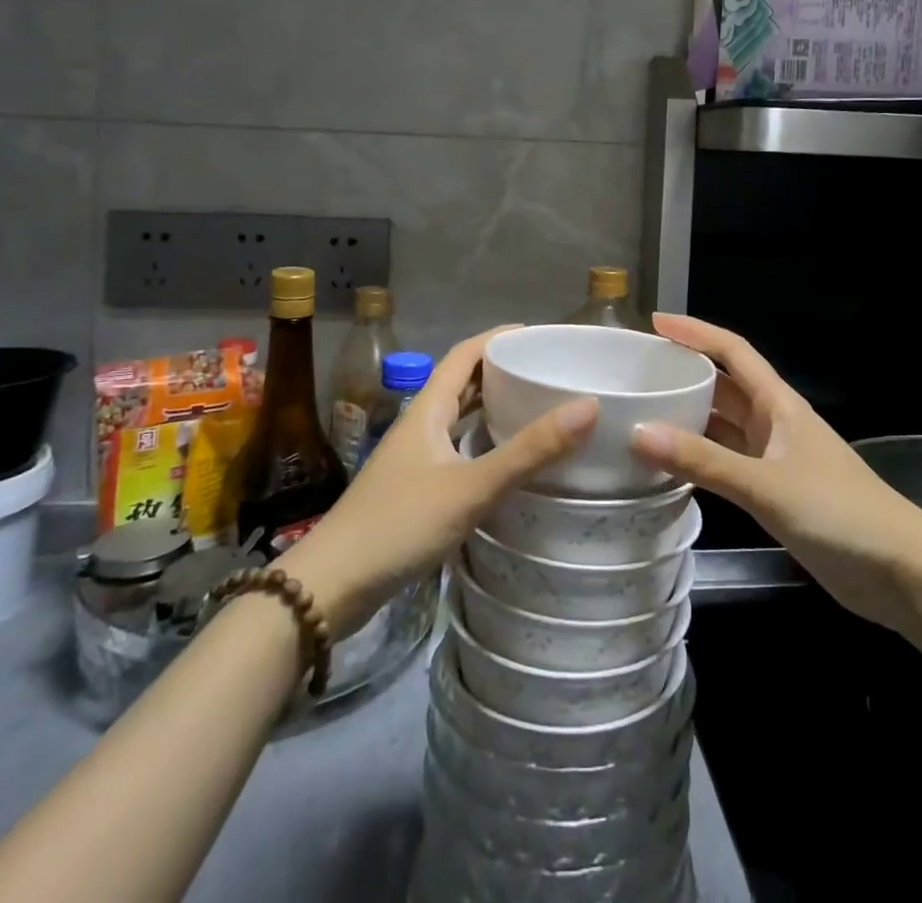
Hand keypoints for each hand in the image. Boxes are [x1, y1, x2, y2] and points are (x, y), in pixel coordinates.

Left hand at [281, 327, 595, 637]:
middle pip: (463, 381)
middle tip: (548, 371)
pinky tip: (506, 459)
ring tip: (537, 407)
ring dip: (493, 405)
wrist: (332, 586)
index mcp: (428, 408)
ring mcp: (415, 457)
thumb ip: (529, 451)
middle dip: (502, 370)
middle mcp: (421, 424)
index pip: (466, 353)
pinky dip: (483, 441)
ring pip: (459, 416)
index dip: (500, 337)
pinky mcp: (415, 487)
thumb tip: (588, 406)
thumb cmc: (400, 524)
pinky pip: (457, 447)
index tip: (541, 335)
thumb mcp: (471, 486)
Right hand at [629, 313, 921, 632]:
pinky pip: (727, 462)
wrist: (902, 572)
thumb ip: (704, 461)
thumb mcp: (766, 485)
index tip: (655, 324)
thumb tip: (638, 432)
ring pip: (723, 426)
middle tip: (636, 372)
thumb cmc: (839, 513)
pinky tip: (670, 466)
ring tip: (641, 413)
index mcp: (778, 404)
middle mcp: (774, 423)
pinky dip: (700, 458)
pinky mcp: (776, 492)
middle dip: (684, 373)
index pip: (733, 352)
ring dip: (689, 417)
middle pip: (724, 386)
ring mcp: (776, 458)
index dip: (696, 332)